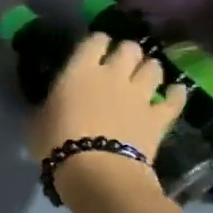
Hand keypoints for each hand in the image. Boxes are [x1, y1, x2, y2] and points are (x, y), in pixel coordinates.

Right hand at [28, 32, 186, 164]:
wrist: (96, 171)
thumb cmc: (56, 144)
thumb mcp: (37, 122)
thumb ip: (48, 106)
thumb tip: (50, 105)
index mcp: (80, 70)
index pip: (94, 41)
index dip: (97, 42)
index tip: (94, 48)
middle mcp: (113, 74)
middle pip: (129, 49)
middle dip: (127, 52)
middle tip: (121, 62)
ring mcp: (140, 94)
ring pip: (154, 68)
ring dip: (149, 69)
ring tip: (145, 76)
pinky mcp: (159, 117)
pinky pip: (174, 99)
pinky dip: (175, 94)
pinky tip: (175, 93)